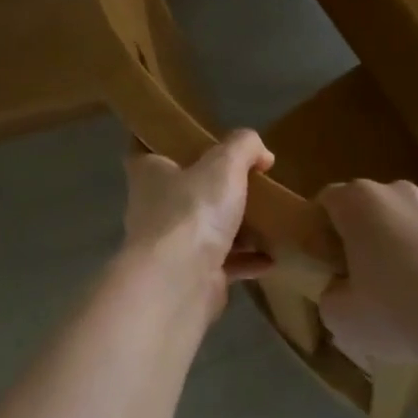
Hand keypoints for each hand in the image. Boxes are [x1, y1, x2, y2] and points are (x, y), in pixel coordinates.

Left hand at [122, 131, 276, 303]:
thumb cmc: (192, 211)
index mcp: (149, 174)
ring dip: (234, 227)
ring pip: (203, 229)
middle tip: (246, 178)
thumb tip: (261, 153)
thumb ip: (243, 147)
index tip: (190, 136)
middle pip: (182, 191)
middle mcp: (153, 208)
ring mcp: (170, 246)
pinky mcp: (190, 276)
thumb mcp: (224, 164)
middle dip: (210, 186)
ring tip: (267, 218)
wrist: (180, 282)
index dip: (164, 140)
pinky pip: (222, 263)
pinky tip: (271, 257)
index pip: (145, 148)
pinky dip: (246, 260)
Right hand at [317, 181, 417, 373]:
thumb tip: (341, 288)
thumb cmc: (400, 313)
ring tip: (414, 288)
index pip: (327, 201)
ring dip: (406, 242)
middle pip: (371, 208)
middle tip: (366, 279)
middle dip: (365, 236)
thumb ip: (330, 293)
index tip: (328, 261)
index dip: (322, 229)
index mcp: (360, 203)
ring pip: (411, 220)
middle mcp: (400, 191)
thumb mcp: (342, 317)